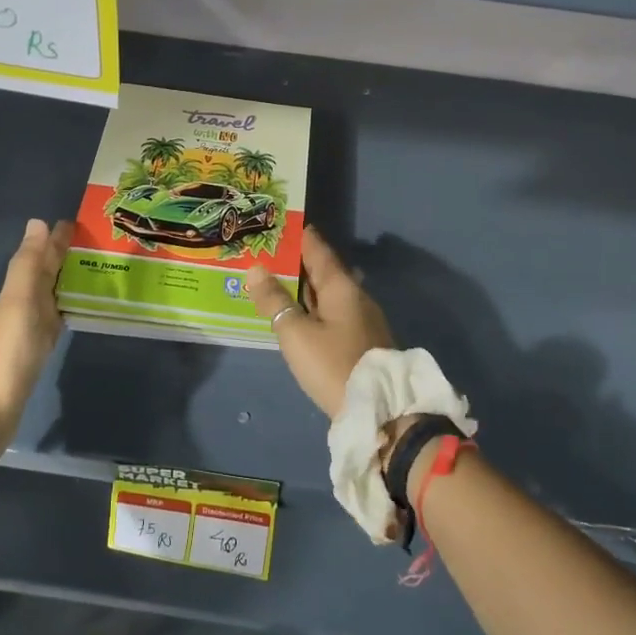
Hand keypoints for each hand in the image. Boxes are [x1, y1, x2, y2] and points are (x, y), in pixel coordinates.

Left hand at [0, 218, 73, 457]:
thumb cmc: (8, 350)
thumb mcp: (19, 301)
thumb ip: (29, 264)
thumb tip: (38, 222)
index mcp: (17, 290)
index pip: (39, 257)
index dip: (55, 240)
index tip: (78, 223)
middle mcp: (22, 305)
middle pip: (44, 274)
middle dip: (64, 256)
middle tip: (95, 242)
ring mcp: (29, 329)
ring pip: (51, 294)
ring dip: (68, 279)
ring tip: (97, 268)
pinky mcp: (38, 350)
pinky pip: (56, 317)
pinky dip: (68, 306)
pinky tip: (80, 307)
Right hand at [245, 225, 393, 419]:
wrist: (379, 410)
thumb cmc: (333, 365)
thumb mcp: (296, 333)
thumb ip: (274, 301)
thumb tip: (256, 269)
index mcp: (342, 287)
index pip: (318, 250)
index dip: (299, 236)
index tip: (280, 224)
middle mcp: (356, 296)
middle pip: (324, 270)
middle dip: (298, 261)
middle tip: (270, 253)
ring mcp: (362, 319)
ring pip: (329, 293)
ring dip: (306, 286)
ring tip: (279, 280)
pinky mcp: (362, 341)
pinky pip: (333, 311)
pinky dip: (314, 306)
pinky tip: (300, 313)